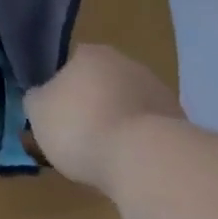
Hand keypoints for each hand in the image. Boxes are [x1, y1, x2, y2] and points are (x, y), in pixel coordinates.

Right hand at [24, 44, 180, 192]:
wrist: (144, 160)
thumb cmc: (80, 126)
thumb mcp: (37, 112)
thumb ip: (37, 99)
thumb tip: (42, 97)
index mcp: (91, 53)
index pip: (70, 63)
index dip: (61, 89)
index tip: (56, 115)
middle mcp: (127, 63)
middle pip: (101, 84)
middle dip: (91, 106)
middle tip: (77, 137)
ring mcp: (158, 91)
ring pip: (127, 107)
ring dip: (116, 124)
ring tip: (103, 158)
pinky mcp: (180, 122)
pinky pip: (148, 130)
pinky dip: (138, 144)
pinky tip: (128, 165)